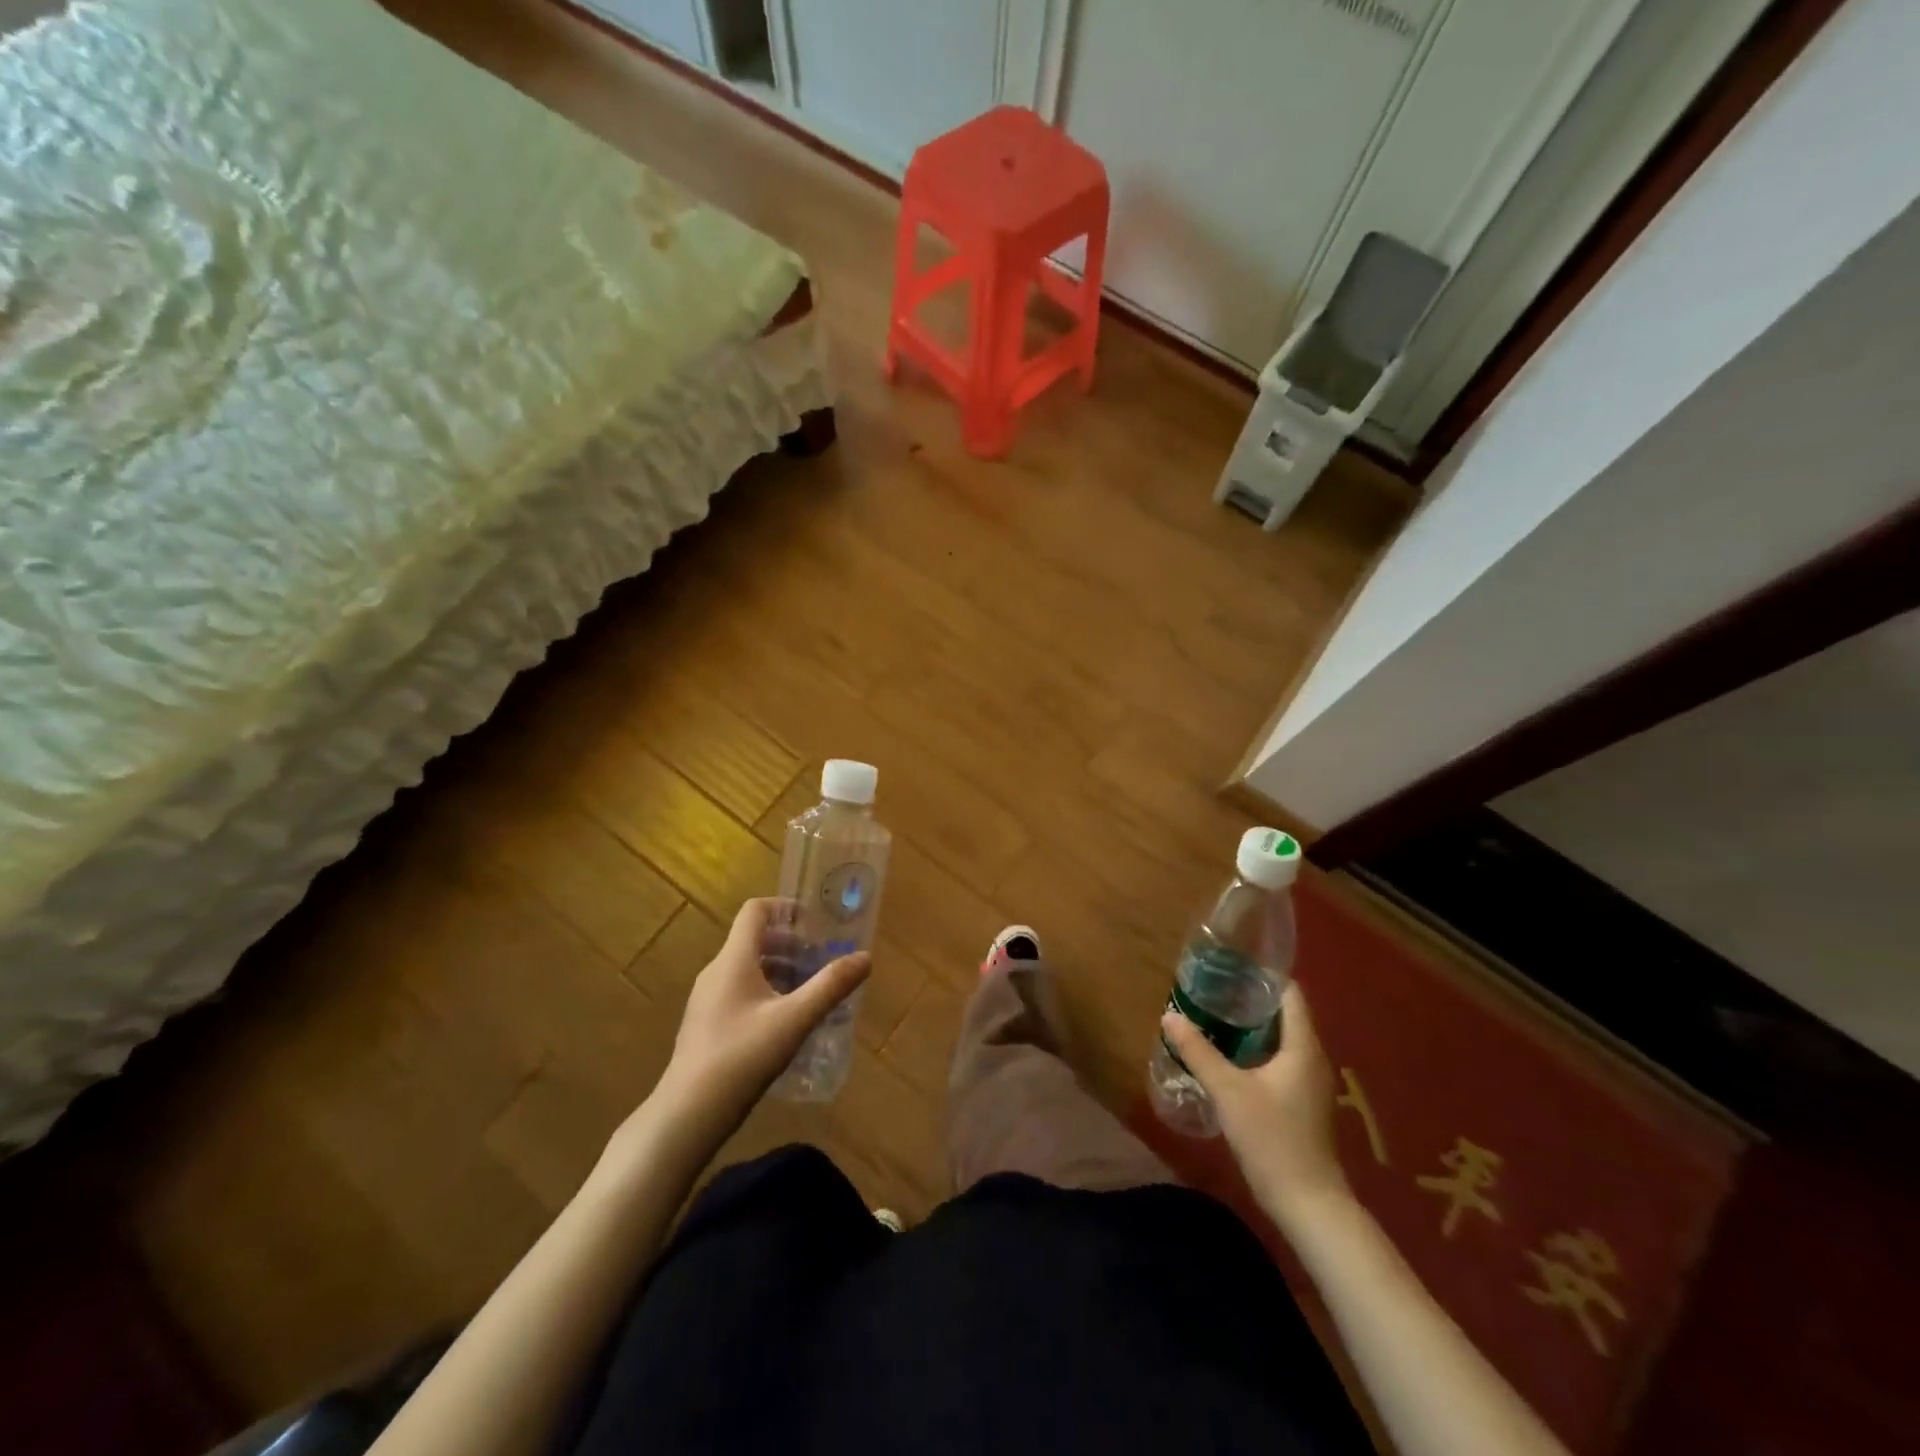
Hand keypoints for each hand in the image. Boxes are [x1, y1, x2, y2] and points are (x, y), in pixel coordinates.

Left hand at [663, 897, 869, 1120]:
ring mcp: (707, 1000)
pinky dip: (767, 993)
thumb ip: (831, 986)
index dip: (785, 908)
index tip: (815, 923)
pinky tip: (787, 1023)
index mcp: (733, 960)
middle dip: (792, 944)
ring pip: (748, 969)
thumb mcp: (795, 1020)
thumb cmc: (742, 1057)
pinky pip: (740, 993)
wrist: (687, 1115)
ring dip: (781, 970)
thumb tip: (865, 957)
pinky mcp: (706, 1025)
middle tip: (823, 960)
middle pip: (754, 940)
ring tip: (811, 991)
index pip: (755, 911)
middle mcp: (716, 972)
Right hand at [1161, 981, 1352, 1232]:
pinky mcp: (1302, 1102)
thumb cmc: (1272, 1139)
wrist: (1308, 1204)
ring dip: (1250, 1026)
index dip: (1262, 975)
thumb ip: (1198, 1051)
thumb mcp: (1228, 1091)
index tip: (1229, 965)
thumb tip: (1170, 1015)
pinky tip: (1228, 1056)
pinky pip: (1279, 1060)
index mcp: (1302, 1046)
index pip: (1289, 993)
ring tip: (1213, 1015)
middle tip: (1211, 988)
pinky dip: (1256, 1049)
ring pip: (1280, 1039)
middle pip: (1283, 1014)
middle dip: (1248, 999)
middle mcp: (1312, 1057)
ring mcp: (1309, 1082)